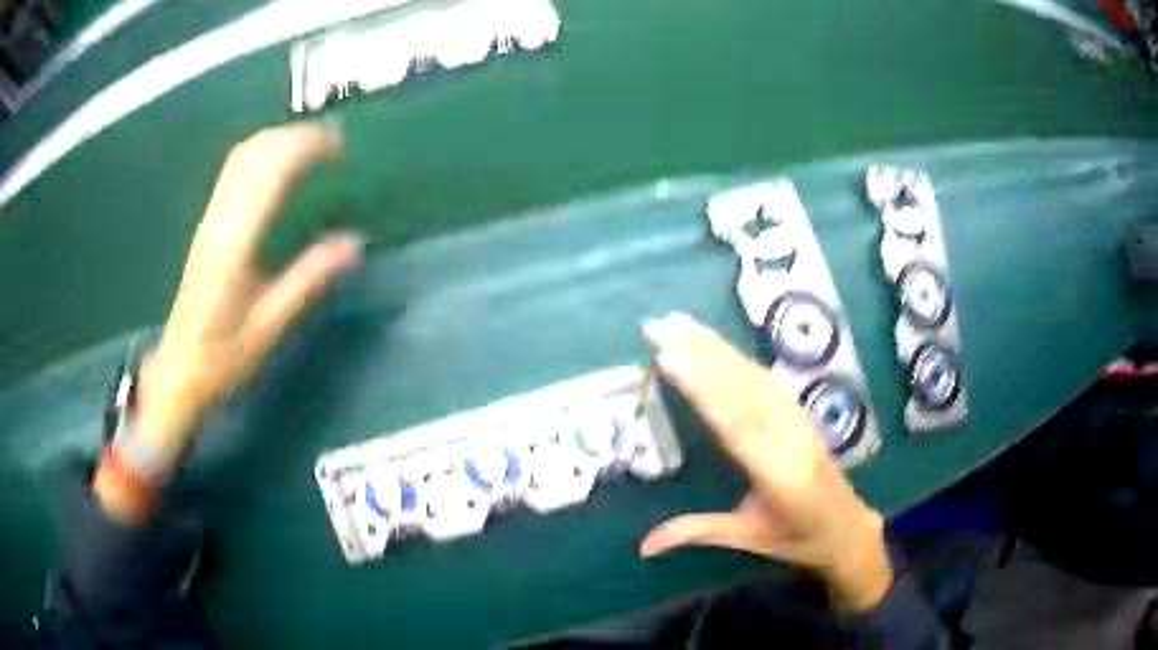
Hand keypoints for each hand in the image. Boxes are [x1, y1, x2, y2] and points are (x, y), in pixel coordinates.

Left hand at [114, 124, 362, 478]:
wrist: (179, 370)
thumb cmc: (222, 357)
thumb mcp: (269, 326)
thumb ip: (308, 279)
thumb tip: (356, 242)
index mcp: (236, 241)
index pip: (272, 170)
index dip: (308, 148)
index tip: (342, 149)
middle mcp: (220, 219)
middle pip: (257, 152)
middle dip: (297, 137)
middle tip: (334, 146)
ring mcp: (210, 219)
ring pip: (243, 156)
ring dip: (280, 141)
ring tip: (313, 150)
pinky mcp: (207, 226)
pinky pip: (235, 172)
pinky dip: (263, 156)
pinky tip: (279, 168)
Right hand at [638, 313, 891, 610]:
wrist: (847, 527)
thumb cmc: (797, 537)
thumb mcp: (747, 539)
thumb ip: (695, 533)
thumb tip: (642, 547)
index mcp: (778, 475)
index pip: (735, 426)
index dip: (703, 391)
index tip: (669, 359)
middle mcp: (790, 439)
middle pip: (743, 391)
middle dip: (699, 355)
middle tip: (659, 328)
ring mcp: (798, 421)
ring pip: (755, 378)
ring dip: (716, 348)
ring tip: (679, 324)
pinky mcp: (800, 412)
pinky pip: (767, 380)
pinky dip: (738, 357)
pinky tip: (716, 343)